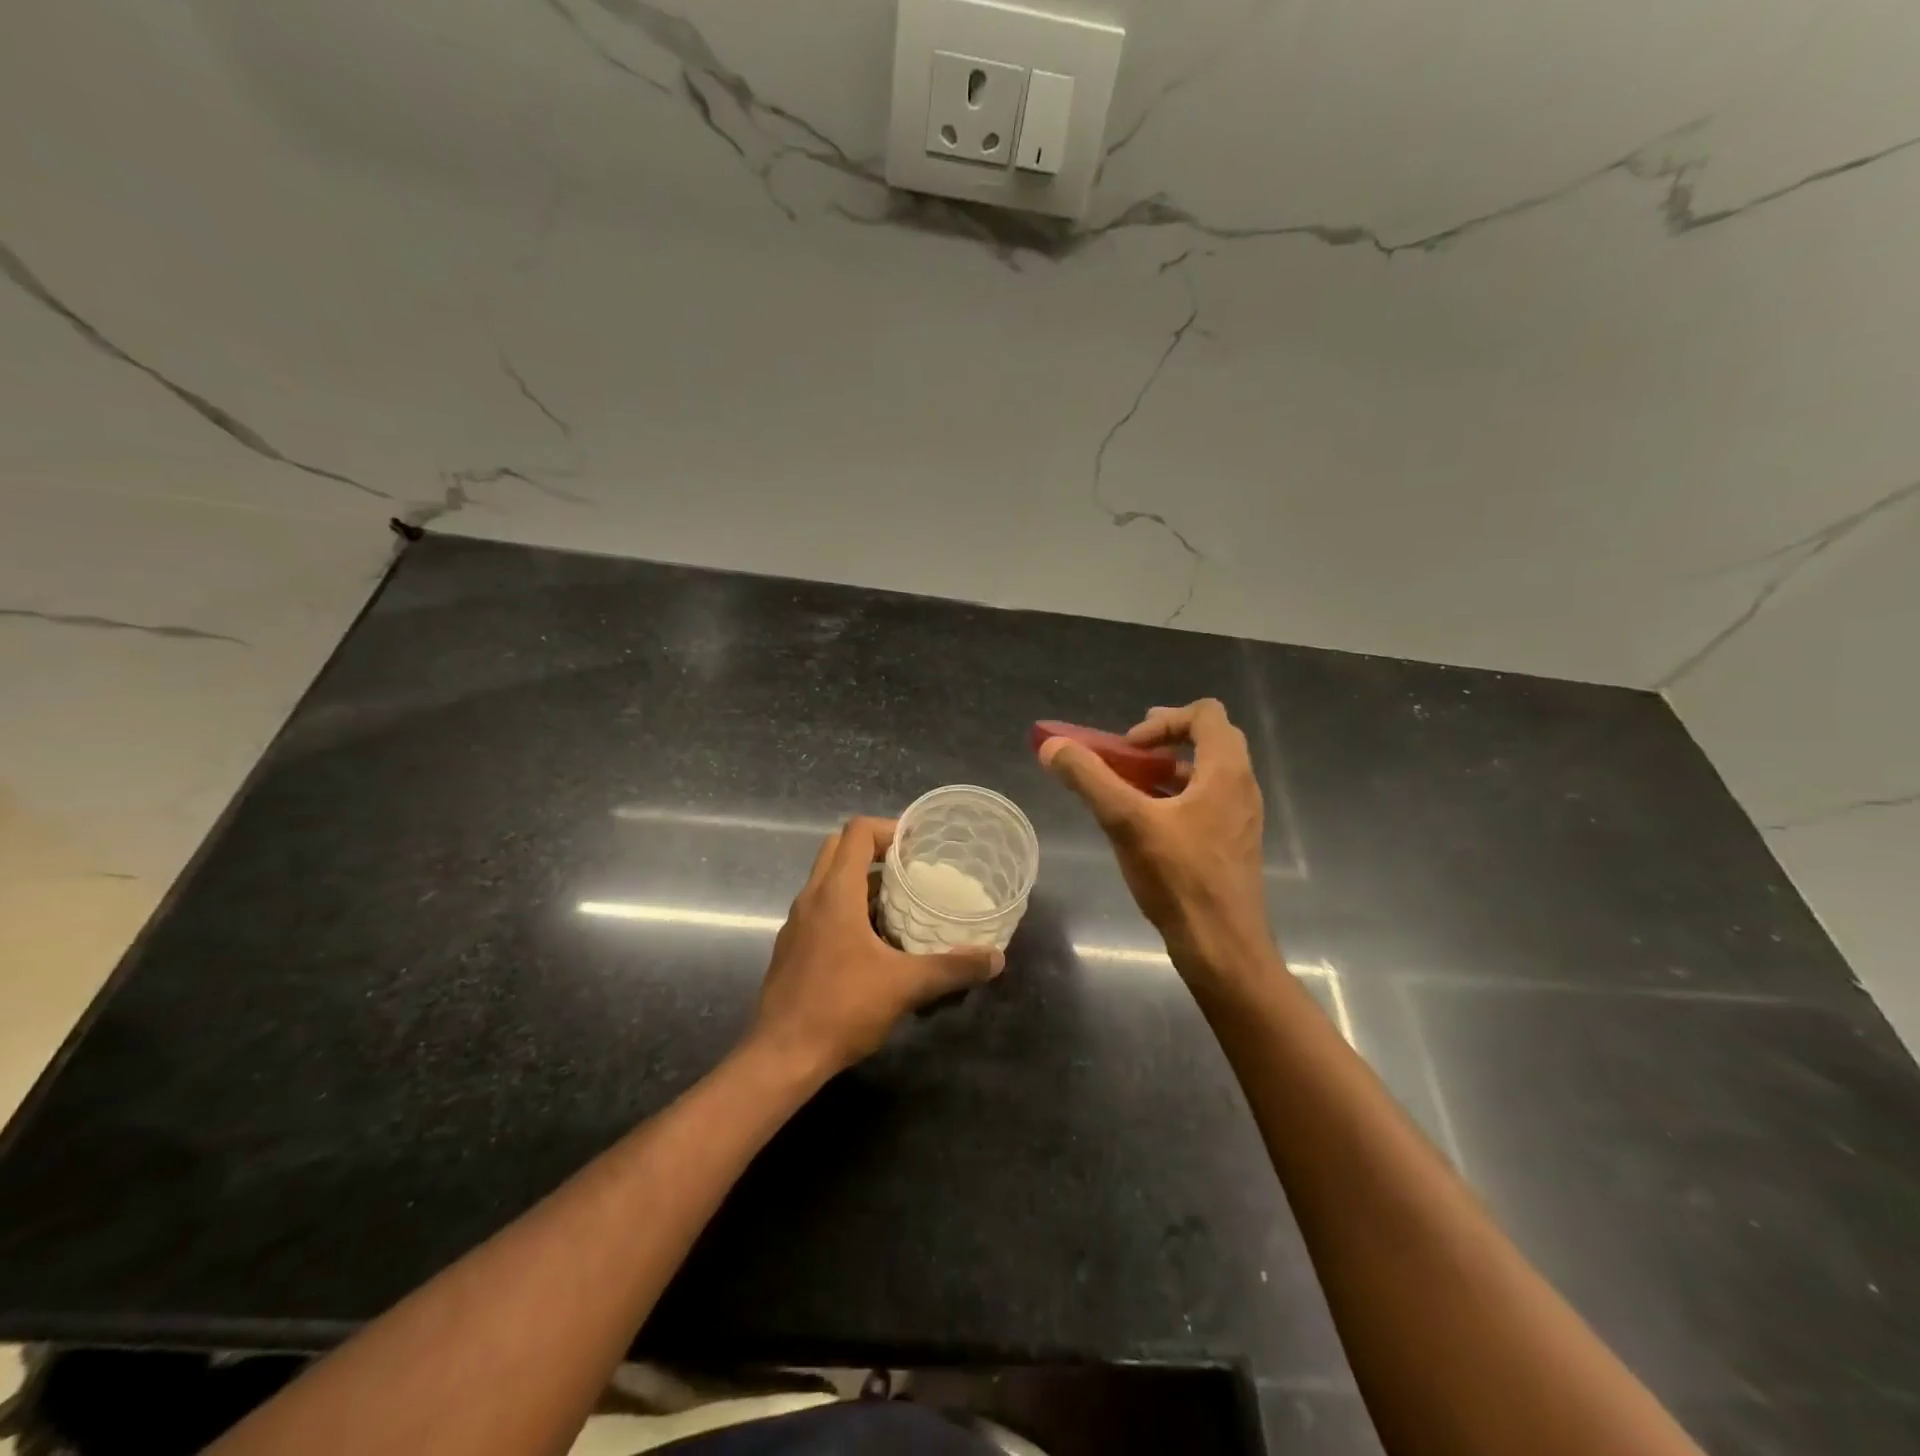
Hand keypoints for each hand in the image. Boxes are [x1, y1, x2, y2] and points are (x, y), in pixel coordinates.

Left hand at [749, 817, 1003, 1073]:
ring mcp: (797, 923)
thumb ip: (952, 968)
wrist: (782, 1057)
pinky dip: (848, 909)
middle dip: (875, 850)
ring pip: (828, 881)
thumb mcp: (905, 986)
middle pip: (839, 848)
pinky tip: (875, 944)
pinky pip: (822, 910)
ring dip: (861, 882)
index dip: (890, 829)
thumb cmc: (842, 1008)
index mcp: (835, 892)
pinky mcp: (792, 948)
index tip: (919, 846)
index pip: (857, 832)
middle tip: (911, 868)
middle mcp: (811, 898)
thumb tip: (995, 959)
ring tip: (901, 903)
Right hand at [1039, 699, 1274, 978]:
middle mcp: (1241, 787)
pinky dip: (1174, 798)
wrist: (1222, 948)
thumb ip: (1088, 779)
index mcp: (1226, 772)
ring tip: (1129, 789)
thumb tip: (1052, 746)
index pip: (1206, 714)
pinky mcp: (1232, 845)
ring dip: (1166, 771)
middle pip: (1209, 739)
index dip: (1163, 721)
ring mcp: (1240, 818)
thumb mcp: (1125, 822)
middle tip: (1128, 756)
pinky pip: (1204, 803)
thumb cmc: (1179, 878)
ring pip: (1205, 774)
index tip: (1128, 745)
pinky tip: (1144, 825)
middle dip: (1164, 741)